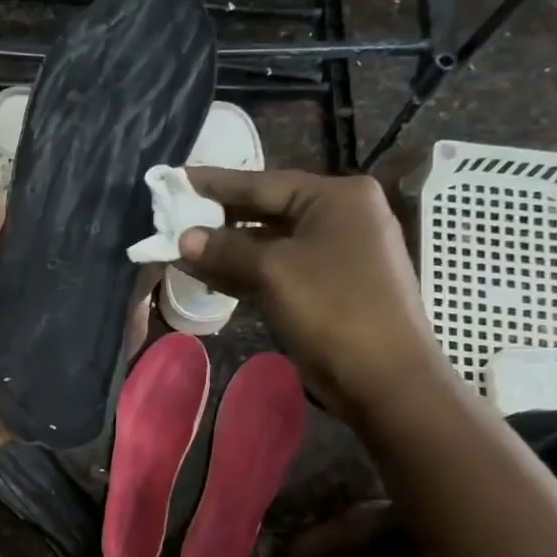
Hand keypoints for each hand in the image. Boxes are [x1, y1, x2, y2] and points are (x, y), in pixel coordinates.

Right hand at [178, 169, 447, 418]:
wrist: (384, 377)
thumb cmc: (333, 309)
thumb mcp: (273, 271)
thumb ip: (225, 249)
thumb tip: (184, 238)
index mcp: (336, 197)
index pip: (262, 182)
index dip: (214, 182)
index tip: (175, 178)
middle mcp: (338, 216)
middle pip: (264, 210)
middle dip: (217, 218)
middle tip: (171, 215)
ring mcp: (333, 253)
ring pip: (267, 243)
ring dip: (224, 249)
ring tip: (178, 248)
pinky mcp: (324, 285)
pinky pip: (275, 269)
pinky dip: (242, 271)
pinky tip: (206, 274)